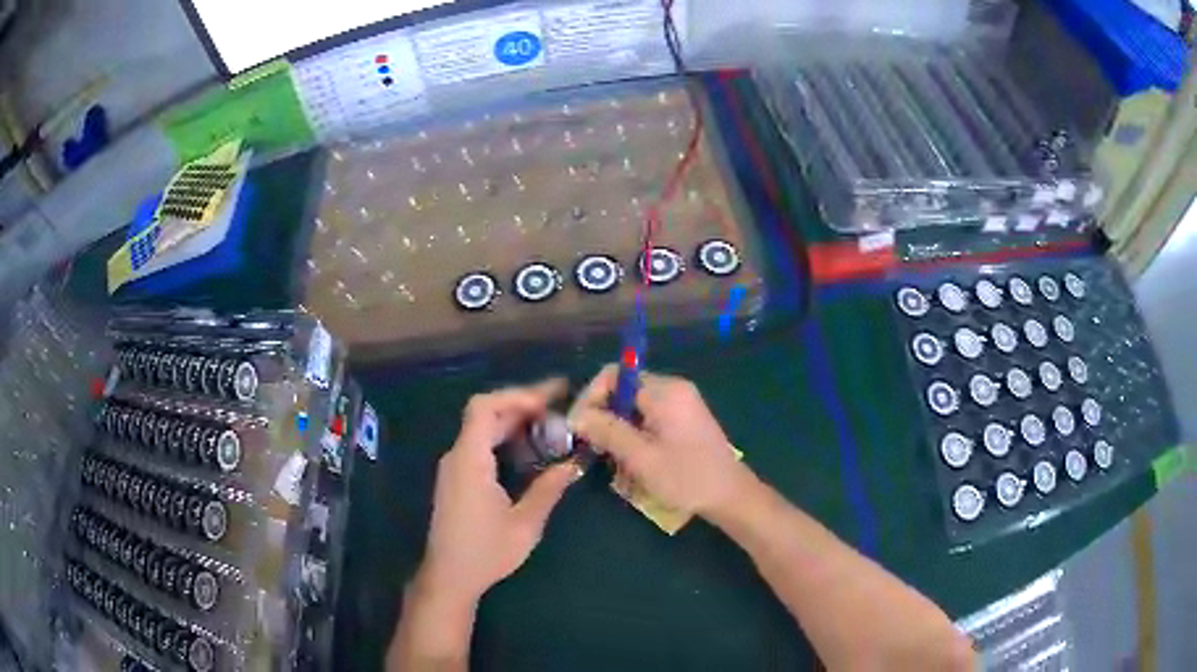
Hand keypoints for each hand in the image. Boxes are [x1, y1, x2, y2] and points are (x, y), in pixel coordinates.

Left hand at [419, 379, 579, 606]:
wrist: (449, 576)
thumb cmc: (485, 552)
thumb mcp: (525, 525)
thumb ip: (547, 490)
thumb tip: (572, 465)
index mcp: (470, 460)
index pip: (484, 407)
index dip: (517, 396)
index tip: (550, 402)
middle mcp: (458, 456)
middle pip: (485, 413)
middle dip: (522, 405)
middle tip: (560, 405)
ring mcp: (454, 466)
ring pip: (482, 428)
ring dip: (515, 421)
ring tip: (551, 424)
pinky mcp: (457, 478)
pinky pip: (480, 444)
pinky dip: (505, 437)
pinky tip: (529, 449)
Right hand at [568, 366, 755, 518]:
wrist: (731, 495)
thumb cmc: (687, 478)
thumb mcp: (641, 457)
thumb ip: (607, 431)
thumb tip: (576, 416)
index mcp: (665, 391)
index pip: (613, 376)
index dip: (590, 398)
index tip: (578, 427)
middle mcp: (673, 388)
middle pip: (623, 389)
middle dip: (603, 415)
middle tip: (592, 446)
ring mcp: (681, 402)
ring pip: (633, 405)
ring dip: (618, 427)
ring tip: (610, 456)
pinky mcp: (684, 418)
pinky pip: (648, 415)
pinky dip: (634, 432)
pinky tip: (631, 458)